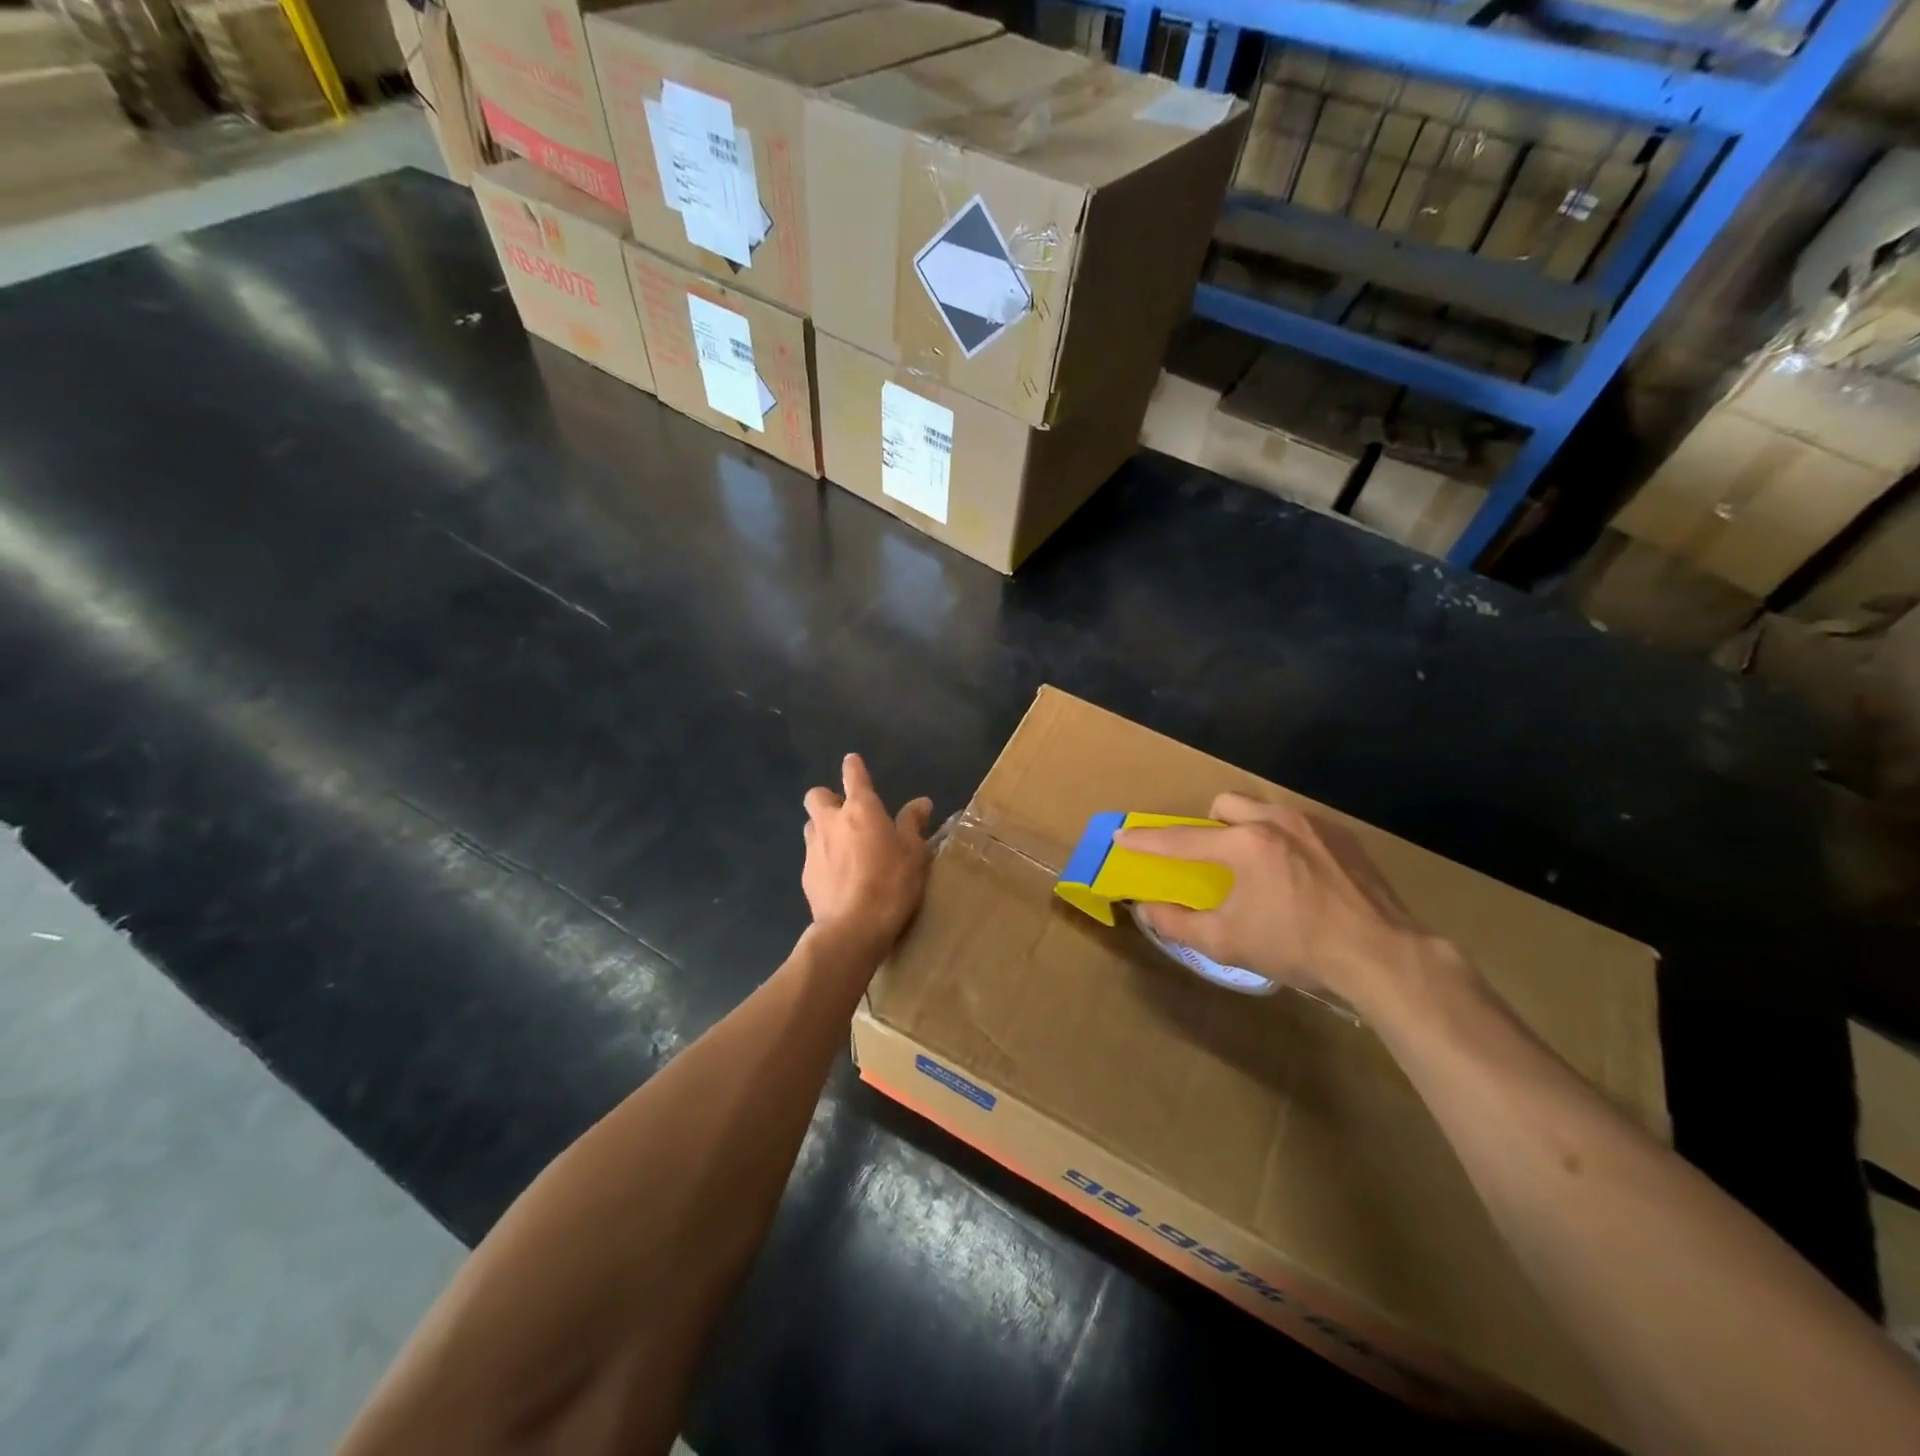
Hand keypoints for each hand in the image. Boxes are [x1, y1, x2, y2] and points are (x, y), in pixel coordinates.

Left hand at [802, 754, 932, 956]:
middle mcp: (831, 822)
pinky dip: (823, 857)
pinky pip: (812, 855)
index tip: (853, 762)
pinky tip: (839, 875)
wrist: (853, 928)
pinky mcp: (806, 874)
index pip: (853, 776)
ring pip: (811, 825)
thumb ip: (913, 824)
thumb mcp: (914, 853)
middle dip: (828, 798)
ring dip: (823, 827)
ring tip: (842, 845)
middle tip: (846, 813)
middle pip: (817, 795)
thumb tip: (921, 802)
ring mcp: (814, 848)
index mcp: (861, 809)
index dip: (854, 767)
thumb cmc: (891, 884)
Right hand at [1117, 792, 1456, 1009]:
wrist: (1383, 955)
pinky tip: (1300, 876)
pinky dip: (1285, 841)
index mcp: (1244, 844)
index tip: (1124, 836)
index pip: (1182, 839)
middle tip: (1214, 857)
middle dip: (1210, 824)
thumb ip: (1178, 923)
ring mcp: (1315, 825)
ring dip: (1249, 828)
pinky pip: (1299, 825)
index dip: (1148, 841)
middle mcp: (1276, 821)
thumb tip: (1146, 909)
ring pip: (1265, 809)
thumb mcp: (1227, 943)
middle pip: (1227, 803)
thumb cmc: (1297, 947)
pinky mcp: (1345, 838)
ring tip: (1259, 868)